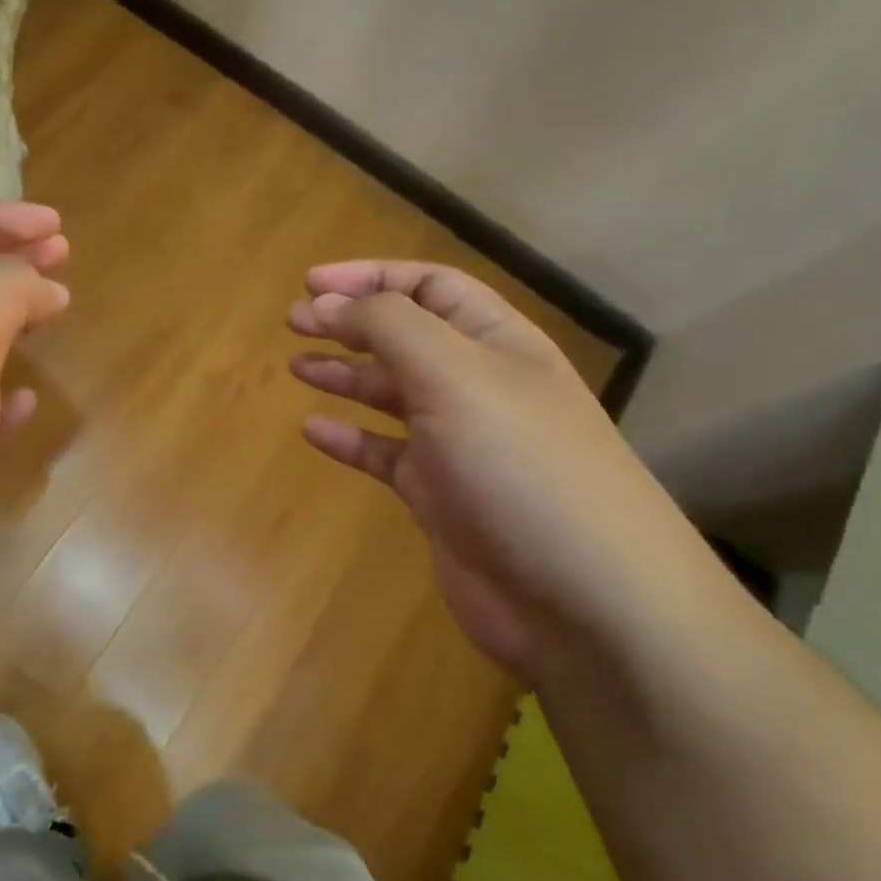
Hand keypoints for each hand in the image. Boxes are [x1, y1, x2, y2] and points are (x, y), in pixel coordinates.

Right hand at [288, 261, 721, 682]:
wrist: (585, 603)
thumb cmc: (521, 467)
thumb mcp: (455, 376)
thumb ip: (389, 327)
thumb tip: (330, 302)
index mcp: (498, 343)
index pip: (430, 287)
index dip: (371, 277)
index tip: (311, 283)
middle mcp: (480, 386)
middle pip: (407, 337)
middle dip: (351, 322)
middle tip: (295, 321)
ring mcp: (460, 445)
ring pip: (392, 394)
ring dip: (346, 375)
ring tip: (297, 365)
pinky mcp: (441, 497)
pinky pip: (385, 455)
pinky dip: (350, 439)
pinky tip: (314, 431)